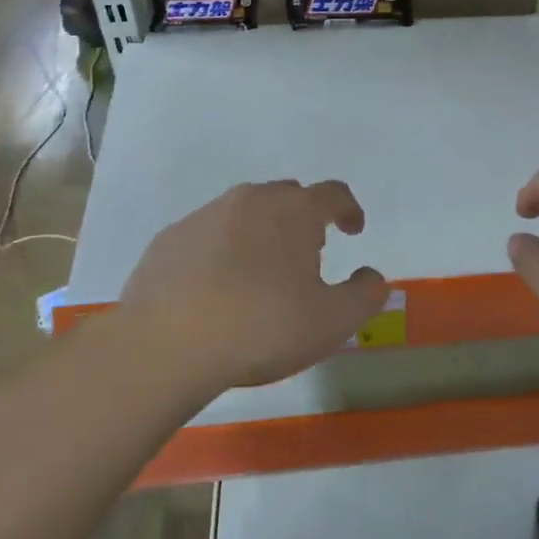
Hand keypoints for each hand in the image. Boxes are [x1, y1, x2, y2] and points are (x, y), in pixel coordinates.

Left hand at [118, 180, 388, 392]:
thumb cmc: (263, 327)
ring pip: (245, 213)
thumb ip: (365, 295)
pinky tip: (216, 288)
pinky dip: (221, 252)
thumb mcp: (332, 322)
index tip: (353, 229)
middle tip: (307, 256)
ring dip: (261, 234)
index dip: (349, 210)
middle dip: (303, 220)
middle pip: (287, 197)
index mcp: (295, 210)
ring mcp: (205, 215)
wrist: (167, 344)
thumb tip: (372, 277)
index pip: (333, 194)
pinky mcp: (169, 238)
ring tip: (260, 276)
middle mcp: (251, 200)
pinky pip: (207, 235)